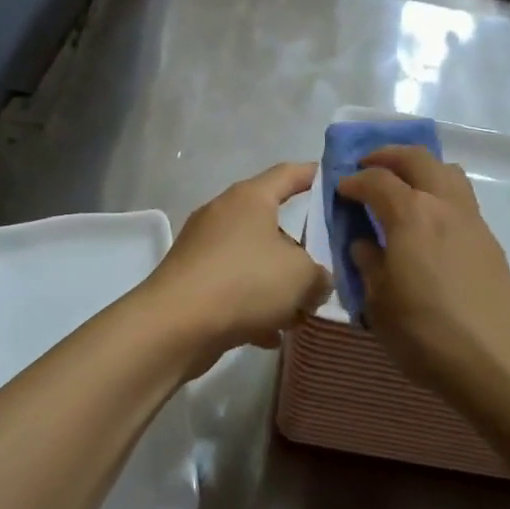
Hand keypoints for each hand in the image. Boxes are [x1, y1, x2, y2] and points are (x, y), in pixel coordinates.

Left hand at [138, 163, 331, 370]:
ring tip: (301, 312)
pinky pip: (233, 287)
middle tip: (324, 268)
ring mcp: (203, 248)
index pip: (289, 173)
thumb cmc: (244, 282)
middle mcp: (224, 214)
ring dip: (277, 284)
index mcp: (250, 198)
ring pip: (253, 260)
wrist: (174, 326)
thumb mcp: (302, 277)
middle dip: (299, 249)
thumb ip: (320, 275)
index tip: (335, 178)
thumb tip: (316, 282)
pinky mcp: (191, 281)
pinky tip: (271, 335)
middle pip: (272, 223)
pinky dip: (253, 306)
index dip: (313, 174)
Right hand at [337, 147, 509, 404]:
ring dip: (420, 167)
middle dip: (388, 156)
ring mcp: (471, 219)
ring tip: (403, 185)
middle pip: (417, 158)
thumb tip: (364, 243)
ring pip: (447, 170)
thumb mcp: (378, 304)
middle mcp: (442, 204)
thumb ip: (368, 265)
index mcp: (410, 214)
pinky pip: (461, 197)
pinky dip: (439, 192)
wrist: (497, 359)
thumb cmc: (427, 333)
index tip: (340, 189)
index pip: (377, 180)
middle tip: (368, 166)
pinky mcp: (488, 239)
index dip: (354, 180)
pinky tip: (428, 222)